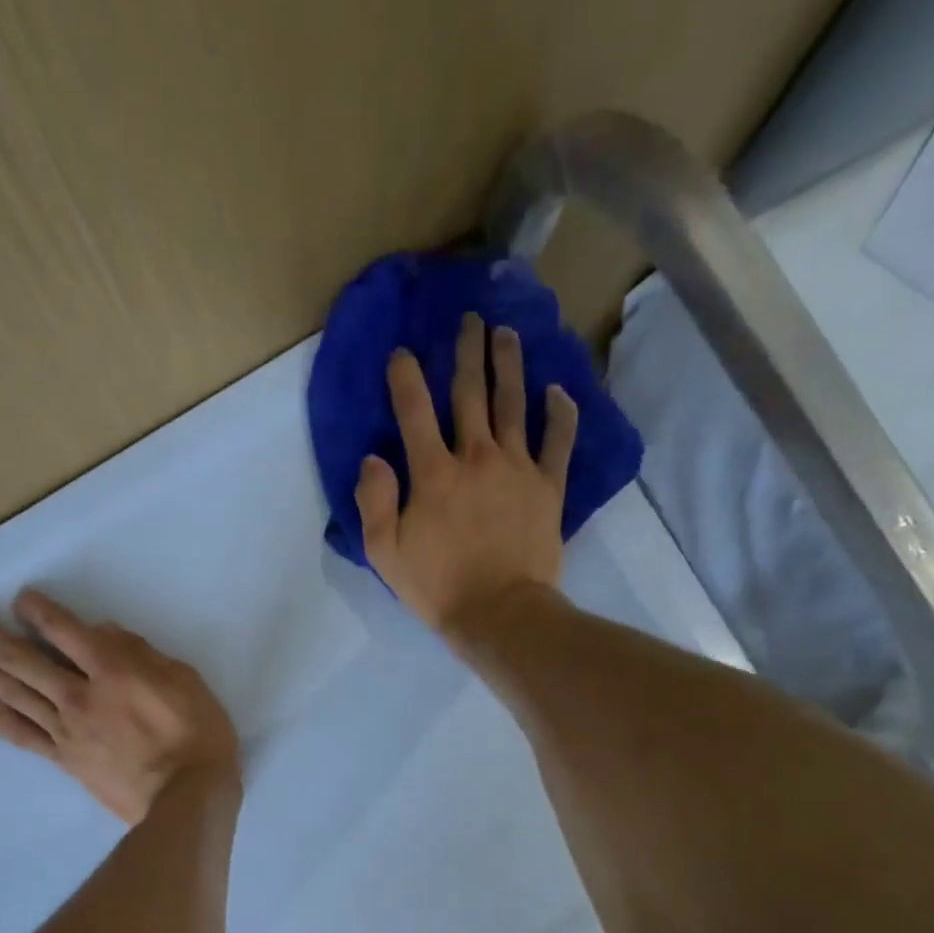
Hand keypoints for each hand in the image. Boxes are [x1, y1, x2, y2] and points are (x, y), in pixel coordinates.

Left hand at [0, 590, 238, 824]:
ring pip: (16, 695)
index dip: (39, 611)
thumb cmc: (198, 734)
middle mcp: (79, 695)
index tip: (21, 599)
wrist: (187, 798)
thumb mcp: (185, 680)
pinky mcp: (66, 760)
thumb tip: (104, 633)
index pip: (65, 631)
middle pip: (24, 661)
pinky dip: (6, 720)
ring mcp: (67, 731)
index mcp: (113, 670)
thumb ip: (142, 654)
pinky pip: (26, 737)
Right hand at [356, 312, 577, 637]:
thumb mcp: (385, 552)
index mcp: (432, 472)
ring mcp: (517, 467)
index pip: (414, 411)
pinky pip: (558, 440)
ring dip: (509, 365)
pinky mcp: (548, 485)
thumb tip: (373, 458)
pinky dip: (560, 413)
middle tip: (470, 319)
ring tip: (506, 335)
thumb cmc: (438, 586)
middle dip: (467, 352)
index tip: (402, 353)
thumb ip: (373, 501)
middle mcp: (476, 456)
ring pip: (513, 403)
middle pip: (470, 393)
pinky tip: (558, 391)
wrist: (500, 613)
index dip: (405, 377)